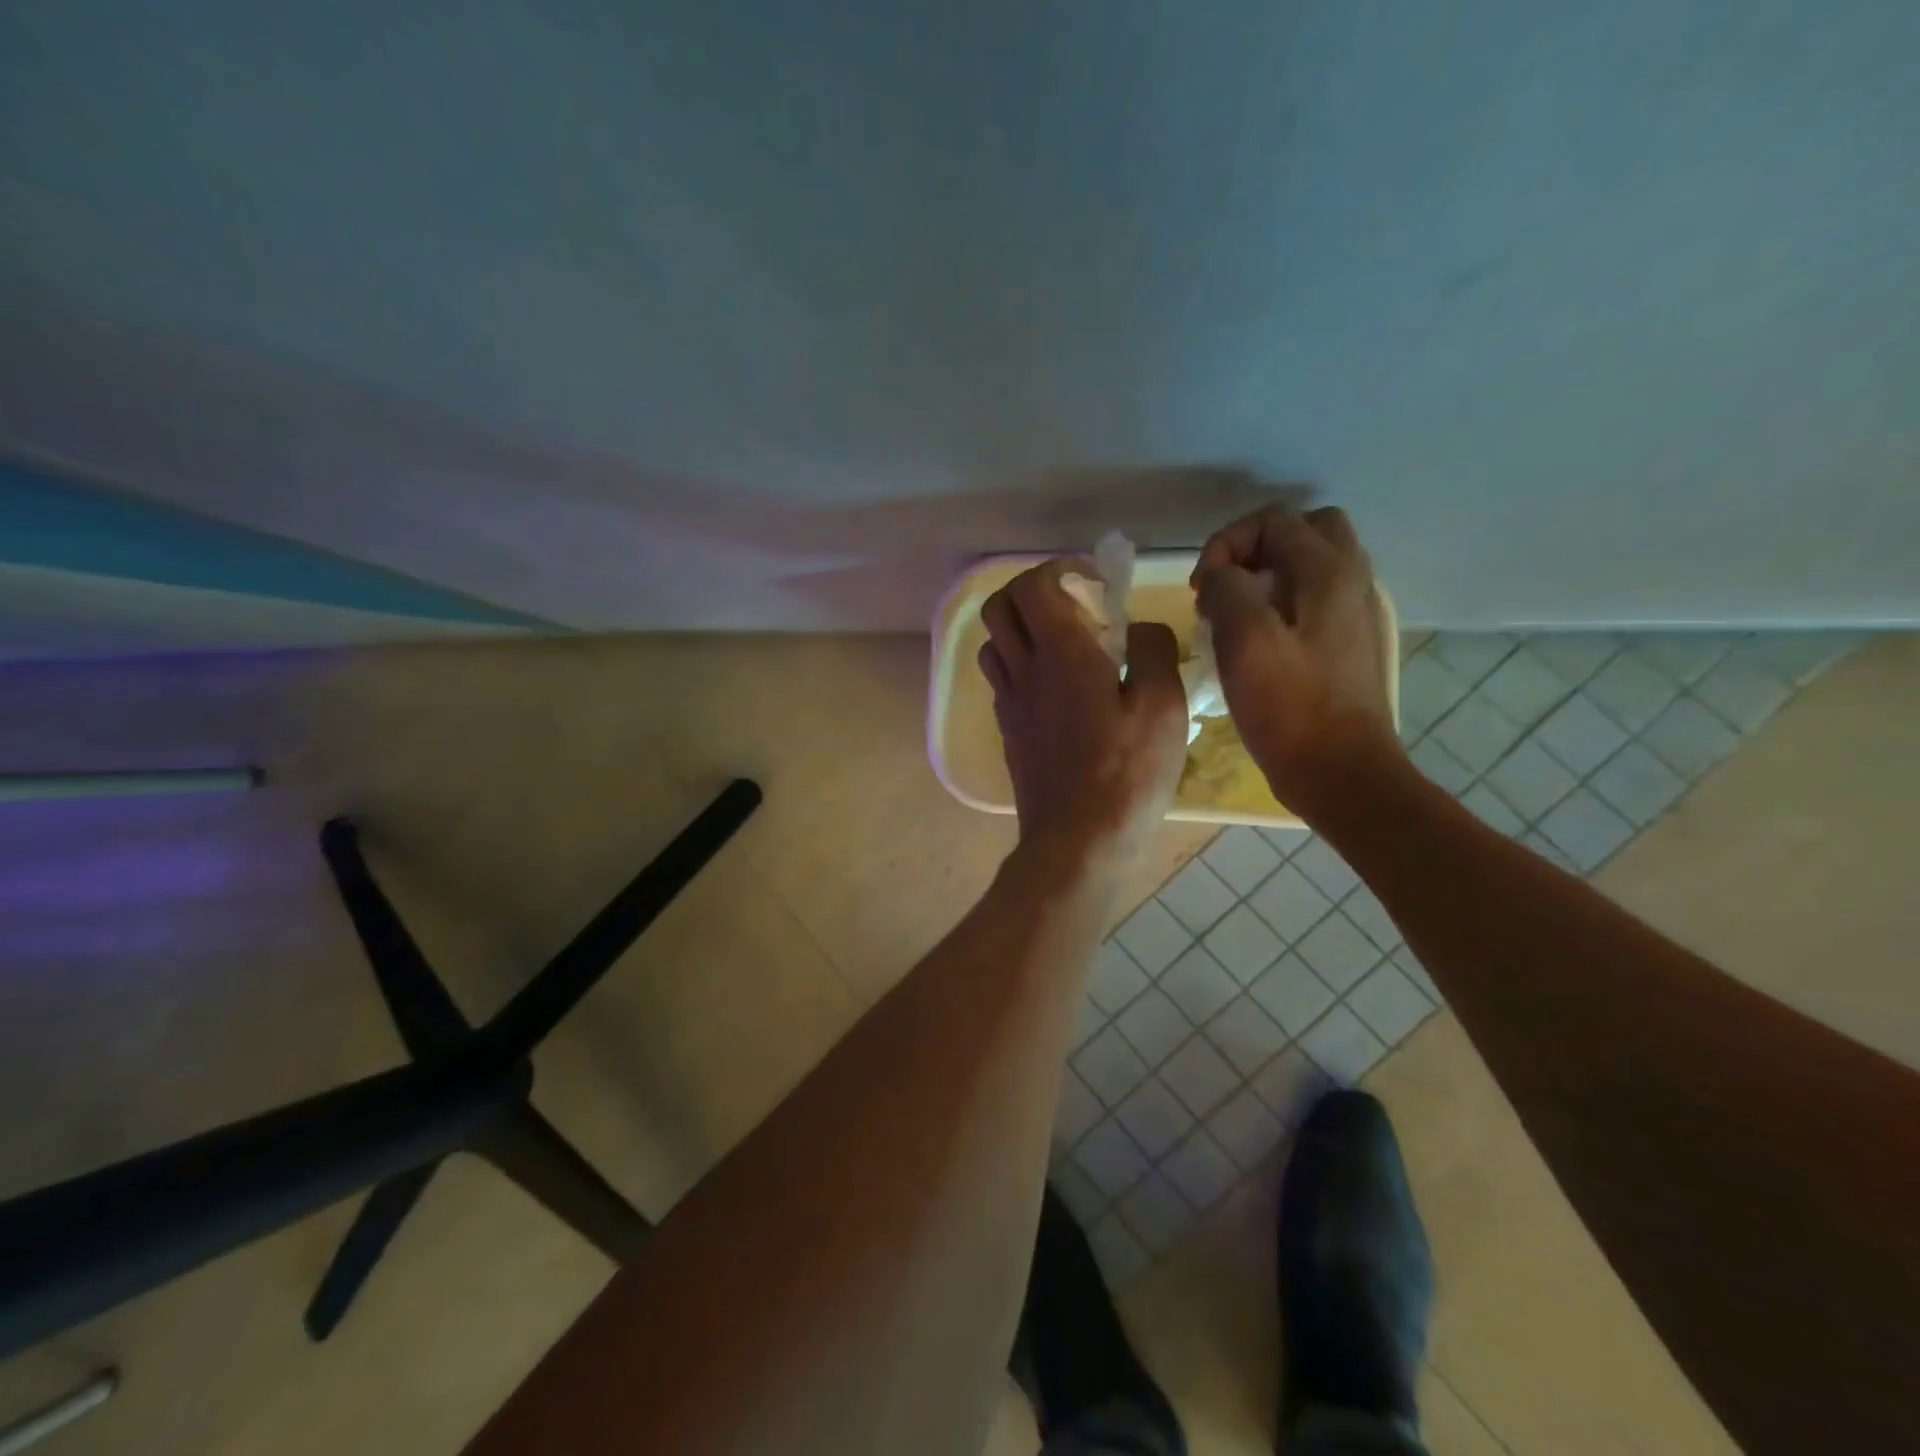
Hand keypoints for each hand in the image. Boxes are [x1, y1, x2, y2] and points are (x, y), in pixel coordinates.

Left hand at [979, 561, 1189, 875]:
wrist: (1077, 842)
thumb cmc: (1126, 774)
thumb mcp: (1163, 707)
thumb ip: (1152, 652)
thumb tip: (1140, 628)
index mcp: (1060, 655)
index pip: (1033, 586)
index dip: (1060, 570)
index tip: (1094, 581)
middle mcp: (1023, 672)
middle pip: (999, 608)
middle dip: (1031, 591)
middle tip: (1073, 604)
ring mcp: (1009, 704)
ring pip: (994, 644)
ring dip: (1022, 630)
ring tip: (1064, 644)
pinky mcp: (1009, 733)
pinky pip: (1003, 682)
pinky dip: (1022, 667)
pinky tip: (1058, 689)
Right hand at [1191, 506, 1403, 812]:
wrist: (1338, 770)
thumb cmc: (1289, 707)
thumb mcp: (1245, 640)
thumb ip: (1227, 588)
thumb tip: (1218, 577)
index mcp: (1328, 572)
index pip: (1272, 520)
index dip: (1225, 544)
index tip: (1201, 590)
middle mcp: (1349, 580)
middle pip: (1303, 530)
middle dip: (1252, 548)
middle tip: (1222, 587)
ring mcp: (1351, 612)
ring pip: (1307, 565)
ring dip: (1264, 576)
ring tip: (1230, 615)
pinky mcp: (1344, 643)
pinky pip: (1309, 598)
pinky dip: (1277, 602)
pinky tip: (1252, 640)